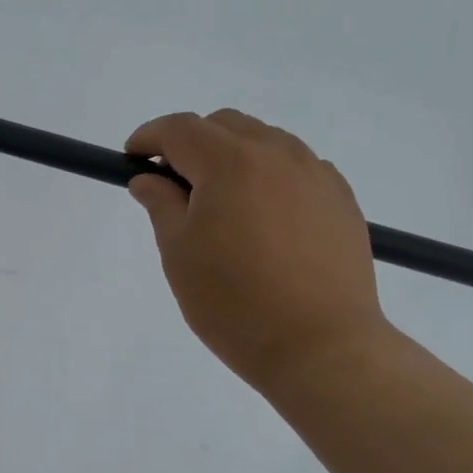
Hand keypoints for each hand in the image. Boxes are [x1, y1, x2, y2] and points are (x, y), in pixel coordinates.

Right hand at [125, 110, 389, 401]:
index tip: (131, 157)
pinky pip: (296, 168)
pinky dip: (268, 176)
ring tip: (221, 203)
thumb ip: (161, 205)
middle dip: (191, 143)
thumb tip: (149, 178)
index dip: (149, 137)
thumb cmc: (234, 303)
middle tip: (173, 184)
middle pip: (225, 126)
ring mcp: (316, 174)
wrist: (320, 346)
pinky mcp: (341, 199)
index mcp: (231, 163)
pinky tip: (263, 218)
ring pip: (265, 142)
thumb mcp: (179, 254)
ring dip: (232, 156)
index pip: (180, 129)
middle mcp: (278, 154)